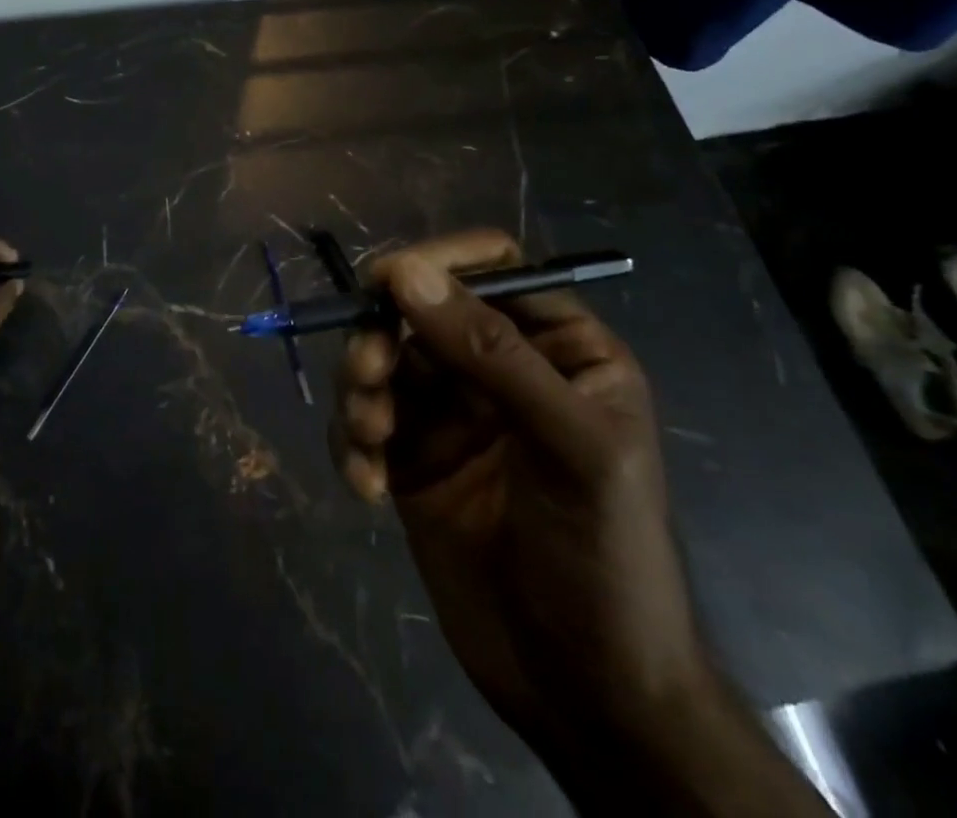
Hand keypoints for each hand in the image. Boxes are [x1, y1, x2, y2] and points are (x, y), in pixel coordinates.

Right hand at [332, 230, 711, 765]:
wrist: (586, 693)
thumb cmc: (605, 557)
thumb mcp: (570, 446)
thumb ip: (491, 351)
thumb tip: (404, 272)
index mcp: (558, 347)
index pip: (491, 266)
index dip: (436, 262)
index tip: (382, 284)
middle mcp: (499, 367)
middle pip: (417, 310)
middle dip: (380, 337)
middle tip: (367, 378)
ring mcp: (450, 411)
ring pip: (380, 359)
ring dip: (359, 389)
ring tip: (368, 441)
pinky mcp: (411, 455)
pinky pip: (362, 419)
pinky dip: (351, 441)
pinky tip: (367, 486)